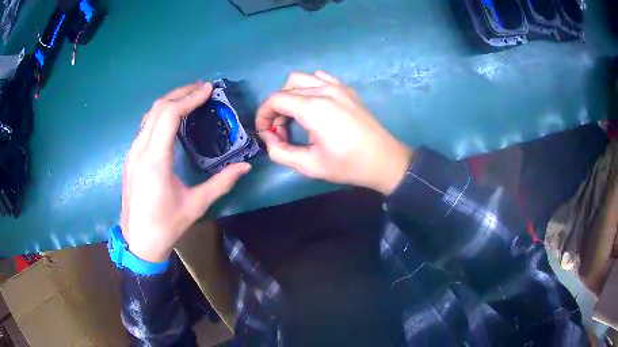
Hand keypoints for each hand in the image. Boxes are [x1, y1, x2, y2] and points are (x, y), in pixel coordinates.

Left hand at [121, 82, 250, 262]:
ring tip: (188, 99)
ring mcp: (132, 154)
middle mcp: (140, 151)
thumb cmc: (166, 225)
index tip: (208, 90)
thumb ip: (221, 183)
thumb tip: (246, 166)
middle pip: (157, 108)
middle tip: (201, 89)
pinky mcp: (130, 159)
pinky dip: (159, 116)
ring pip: (148, 116)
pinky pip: (144, 127)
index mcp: (155, 160)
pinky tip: (171, 121)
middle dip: (180, 93)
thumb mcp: (196, 205)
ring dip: (168, 102)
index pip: (169, 115)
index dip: (189, 98)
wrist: (138, 243)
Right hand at [256, 71, 412, 194]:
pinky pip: (320, 78)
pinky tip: (313, 105)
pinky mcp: (347, 89)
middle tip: (281, 130)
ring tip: (295, 117)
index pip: (275, 99)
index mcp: (313, 108)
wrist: (385, 161)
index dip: (263, 115)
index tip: (266, 132)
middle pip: (286, 89)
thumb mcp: (309, 166)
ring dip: (290, 95)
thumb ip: (280, 152)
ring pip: (301, 79)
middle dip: (276, 108)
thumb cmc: (348, 165)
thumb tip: (269, 137)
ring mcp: (338, 87)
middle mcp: (324, 90)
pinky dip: (308, 87)